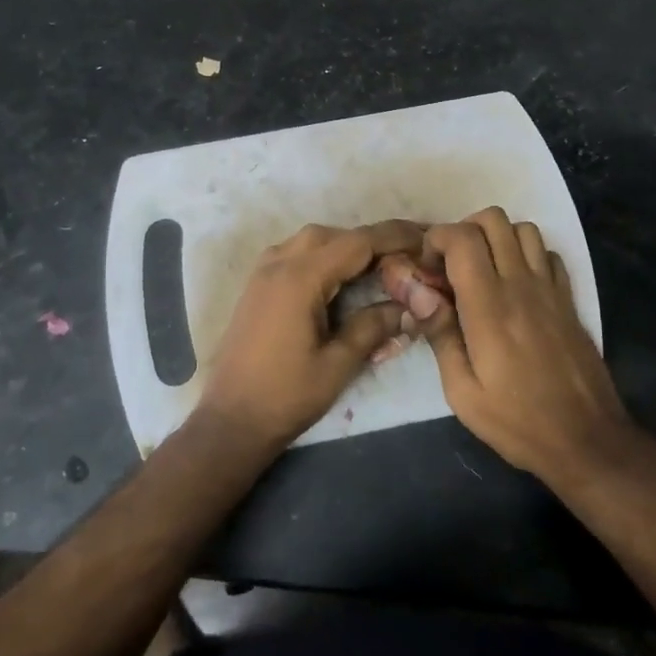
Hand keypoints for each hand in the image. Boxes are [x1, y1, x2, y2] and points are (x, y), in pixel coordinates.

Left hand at [200, 221, 422, 449]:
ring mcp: (263, 273)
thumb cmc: (286, 396)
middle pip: (334, 235)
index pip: (357, 242)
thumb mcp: (338, 364)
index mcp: (300, 278)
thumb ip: (373, 327)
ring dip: (346, 247)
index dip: (394, 237)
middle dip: (372, 242)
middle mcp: (279, 264)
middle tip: (405, 260)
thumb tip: (409, 306)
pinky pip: (294, 254)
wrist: (230, 420)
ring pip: (312, 241)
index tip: (425, 238)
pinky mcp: (256, 286)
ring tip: (376, 269)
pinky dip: (322, 256)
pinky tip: (338, 280)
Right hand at [418, 208, 646, 486]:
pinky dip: (527, 255)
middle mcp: (521, 285)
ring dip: (496, 238)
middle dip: (463, 230)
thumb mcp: (462, 391)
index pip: (462, 238)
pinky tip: (516, 285)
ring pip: (523, 229)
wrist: (587, 440)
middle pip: (493, 219)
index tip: (426, 269)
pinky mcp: (569, 300)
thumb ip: (440, 334)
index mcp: (489, 306)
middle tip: (450, 266)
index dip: (436, 239)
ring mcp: (550, 289)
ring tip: (482, 271)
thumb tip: (418, 293)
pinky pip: (547, 254)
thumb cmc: (517, 422)